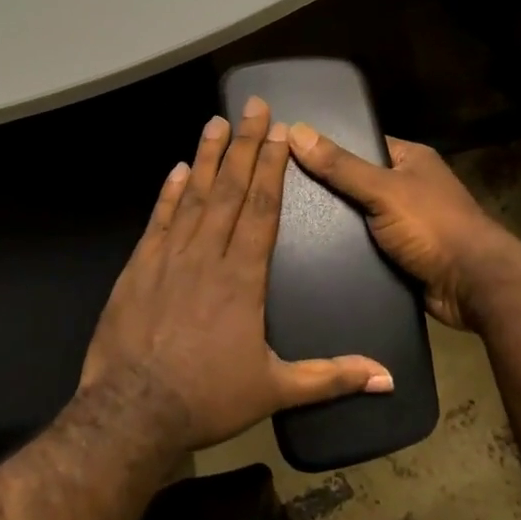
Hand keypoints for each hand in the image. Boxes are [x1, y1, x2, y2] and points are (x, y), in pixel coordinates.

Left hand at [77, 97, 392, 455]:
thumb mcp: (276, 391)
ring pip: (193, 197)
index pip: (262, 210)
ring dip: (207, 158)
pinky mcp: (137, 268)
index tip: (279, 133)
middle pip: (230, 190)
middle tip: (252, 106)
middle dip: (244, 146)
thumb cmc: (208, 399)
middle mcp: (207, 256)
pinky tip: (177, 169)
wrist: (132, 413)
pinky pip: (158, 220)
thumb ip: (331, 376)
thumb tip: (388, 378)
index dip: (271, 167)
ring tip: (216, 122)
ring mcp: (168, 258)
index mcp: (243, 278)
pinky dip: (168, 193)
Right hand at [287, 125, 520, 329]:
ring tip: (290, 223)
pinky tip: (315, 252)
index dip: (330, 147)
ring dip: (337, 225)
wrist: (472, 286)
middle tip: (284, 192)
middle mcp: (411, 187)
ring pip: (361, 218)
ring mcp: (409, 223)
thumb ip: (341, 166)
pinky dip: (349, 250)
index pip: (363, 144)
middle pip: (358, 183)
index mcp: (412, 159)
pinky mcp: (404, 255)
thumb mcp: (383, 189)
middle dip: (330, 191)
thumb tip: (296, 131)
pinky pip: (368, 246)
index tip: (289, 152)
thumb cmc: (432, 225)